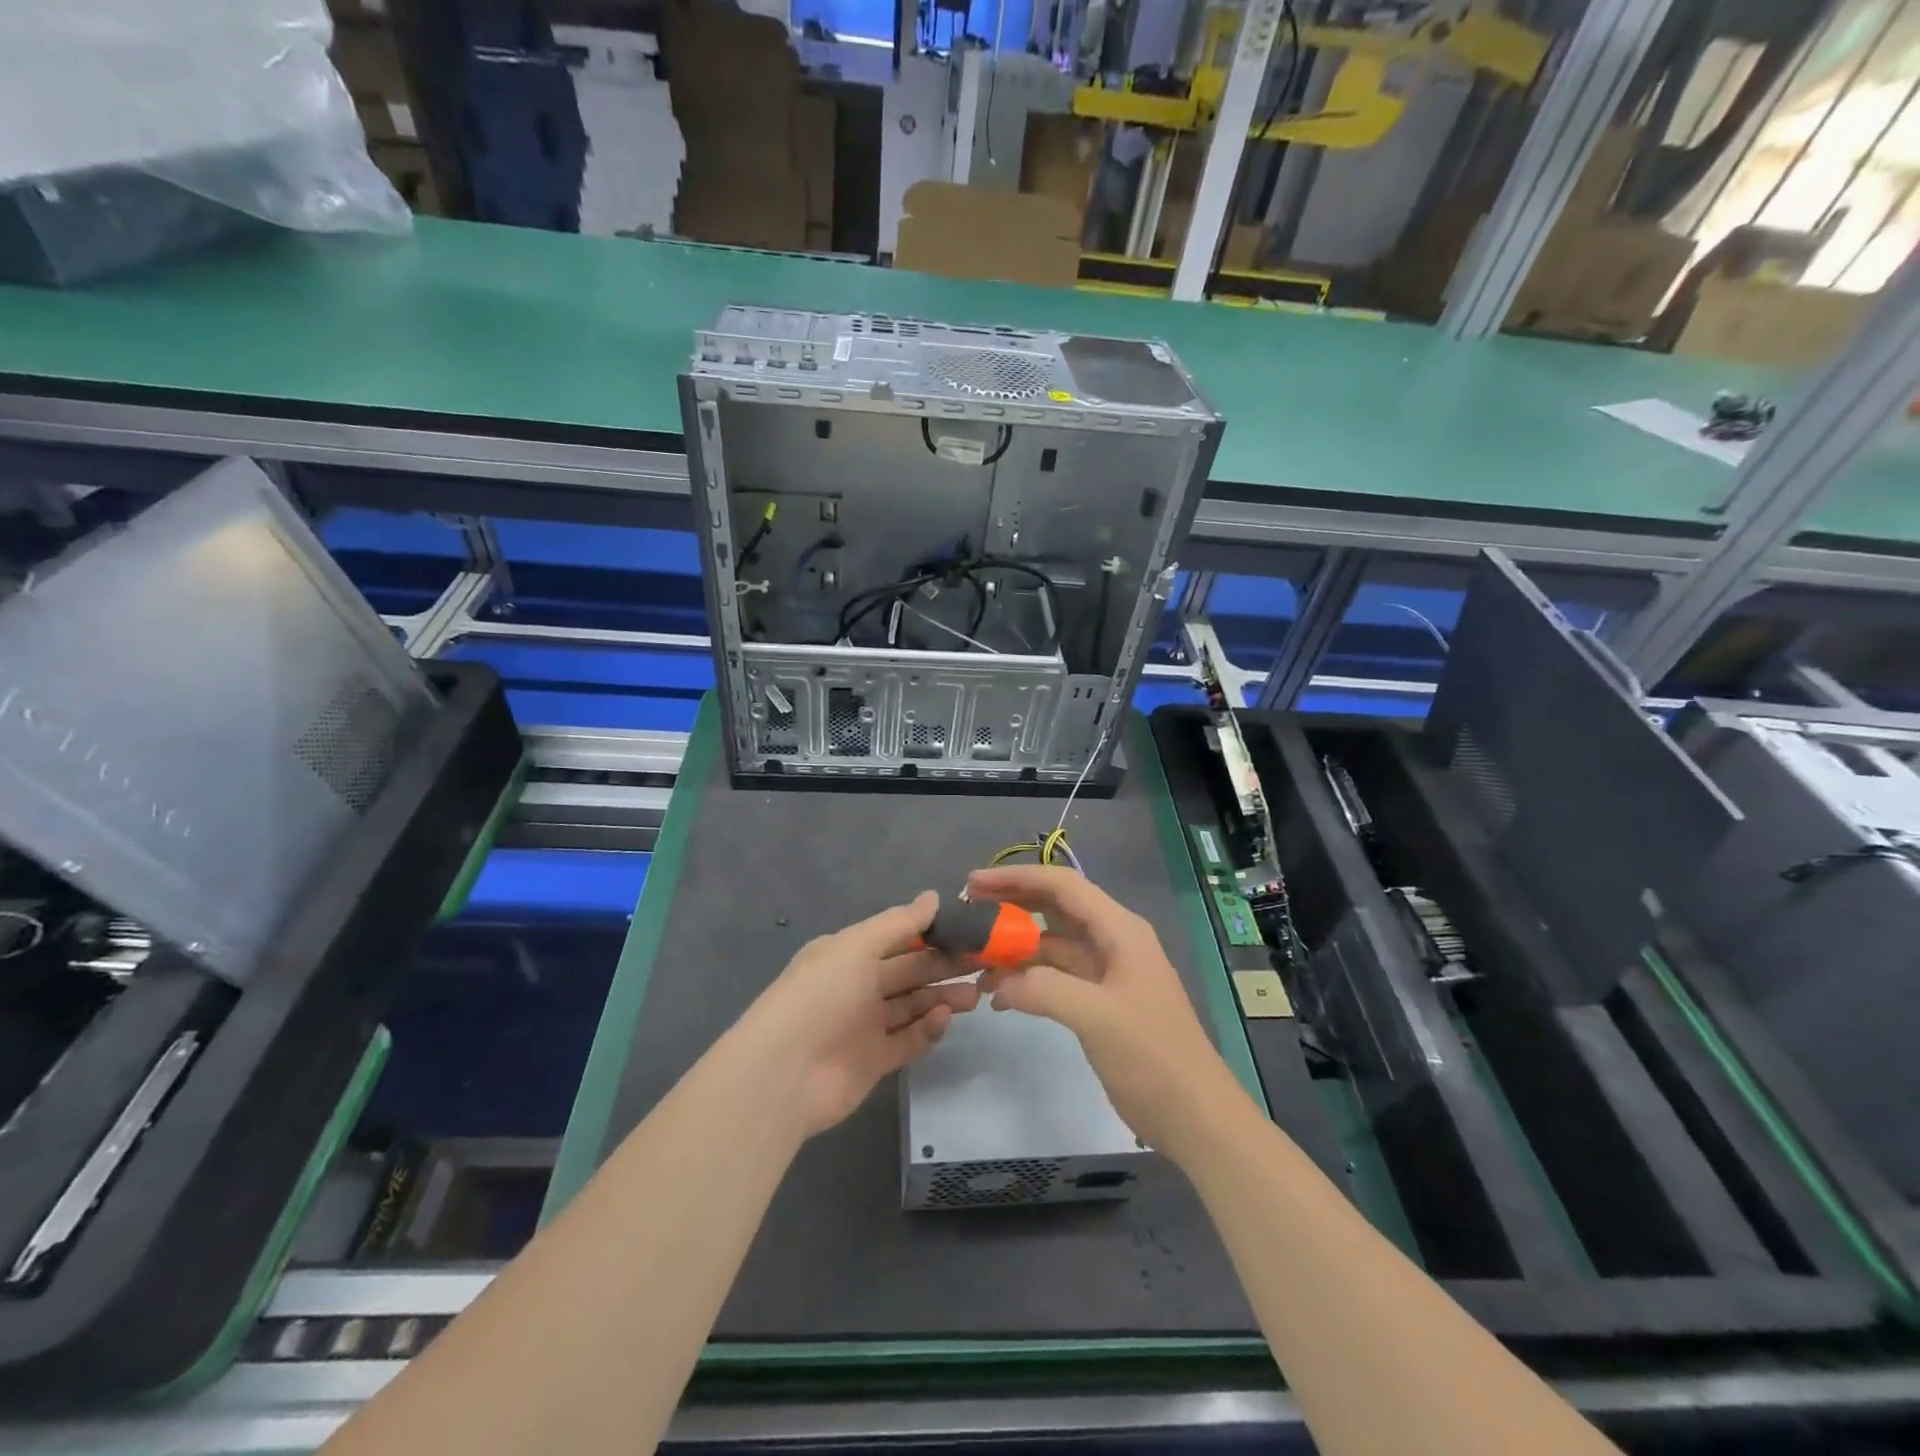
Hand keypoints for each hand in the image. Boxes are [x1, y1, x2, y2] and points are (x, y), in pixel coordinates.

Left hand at [736, 891, 979, 1137]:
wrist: (784, 1073)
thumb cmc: (821, 996)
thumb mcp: (857, 947)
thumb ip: (898, 924)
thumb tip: (933, 897)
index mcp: (848, 954)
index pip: (897, 938)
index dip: (931, 933)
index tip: (968, 931)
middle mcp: (857, 986)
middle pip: (909, 972)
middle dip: (944, 966)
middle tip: (983, 964)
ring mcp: (866, 1025)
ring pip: (913, 1005)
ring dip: (942, 997)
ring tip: (976, 994)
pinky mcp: (874, 1061)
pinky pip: (908, 1039)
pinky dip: (928, 1028)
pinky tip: (945, 1018)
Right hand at [969, 865, 1243, 1155]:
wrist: (1195, 1115)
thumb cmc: (1153, 1056)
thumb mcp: (1097, 1017)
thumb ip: (1044, 989)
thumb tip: (998, 982)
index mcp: (1119, 930)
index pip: (1062, 886)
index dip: (1016, 878)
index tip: (973, 884)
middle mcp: (1111, 941)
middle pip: (1054, 909)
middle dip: (1011, 906)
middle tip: (967, 912)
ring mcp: (1105, 973)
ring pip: (1051, 945)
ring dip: (1015, 949)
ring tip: (973, 960)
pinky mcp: (1099, 1002)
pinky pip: (1055, 978)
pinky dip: (1027, 981)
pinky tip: (999, 999)